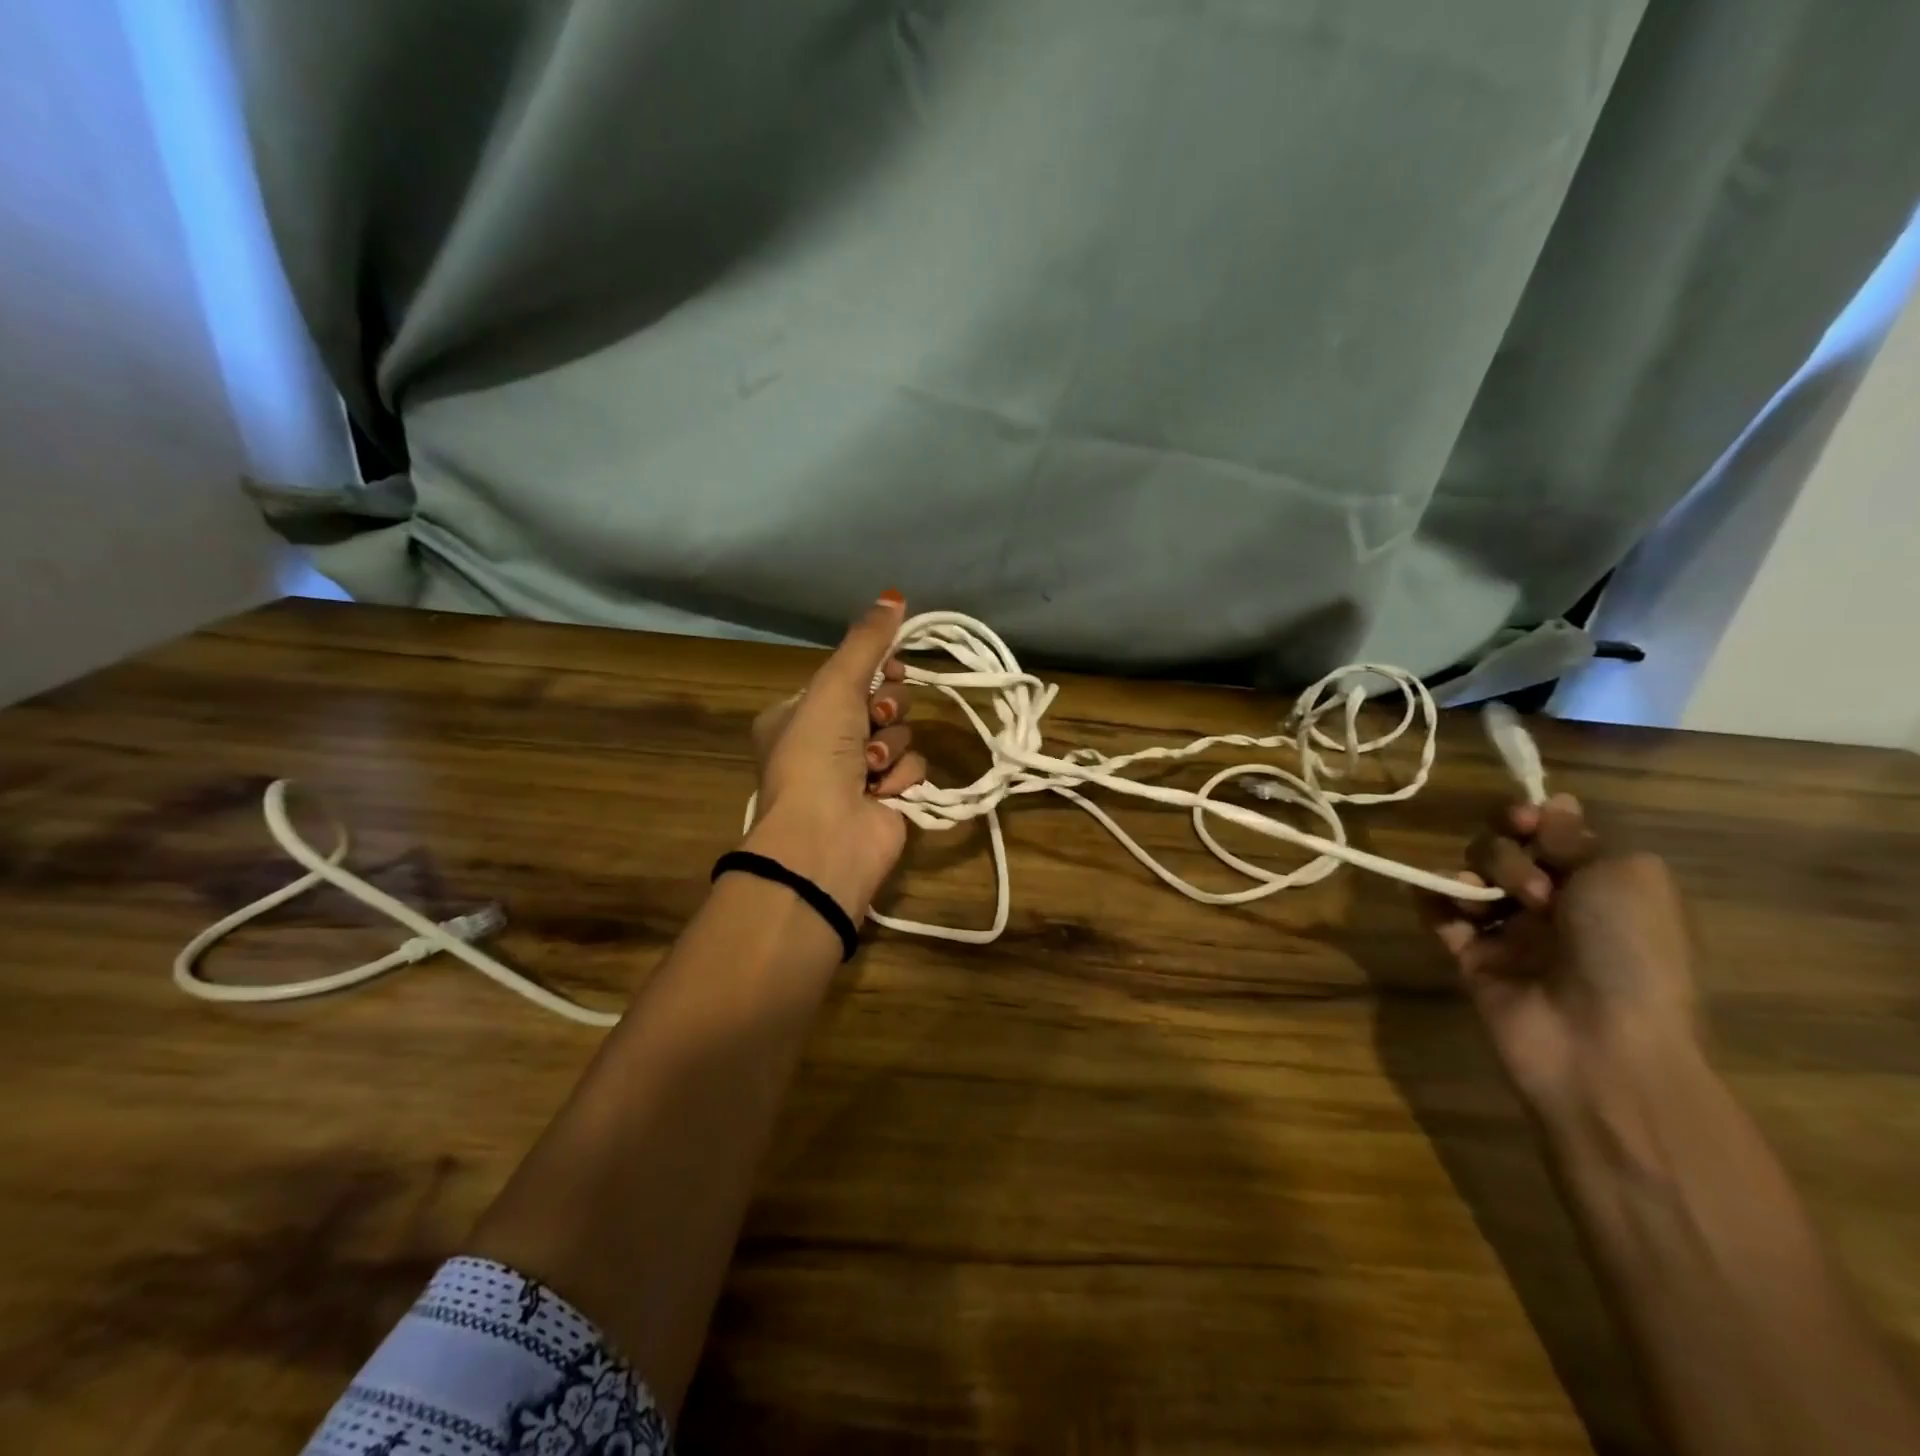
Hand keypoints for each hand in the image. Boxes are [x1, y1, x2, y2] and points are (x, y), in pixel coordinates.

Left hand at [742, 592, 928, 920]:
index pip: (851, 676)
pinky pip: (911, 768)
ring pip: (900, 735)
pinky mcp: (886, 799)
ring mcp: (856, 774)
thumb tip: (894, 594)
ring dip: (890, 746)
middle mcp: (826, 742)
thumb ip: (867, 641)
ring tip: (870, 767)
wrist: (825, 837)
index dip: (874, 671)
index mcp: (799, 714)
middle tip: (875, 718)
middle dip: (885, 709)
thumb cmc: (816, 754)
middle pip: (882, 702)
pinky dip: (900, 777)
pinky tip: (880, 792)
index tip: (888, 668)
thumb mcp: (834, 685)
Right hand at [1420, 794, 1699, 1122]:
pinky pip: (1437, 911)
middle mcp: (1554, 902)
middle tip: (1534, 891)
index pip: (1549, 832)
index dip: (1532, 818)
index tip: (1527, 820)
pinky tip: (1439, 896)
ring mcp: (1508, 930)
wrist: (1600, 1042)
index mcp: (1600, 884)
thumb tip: (1553, 804)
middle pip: (1504, 848)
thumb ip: (1578, 836)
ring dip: (1473, 875)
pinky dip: (1430, 895)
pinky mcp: (1469, 955)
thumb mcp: (1627, 876)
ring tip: (1487, 907)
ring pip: (1469, 874)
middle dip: (1506, 853)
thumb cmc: (1628, 953)